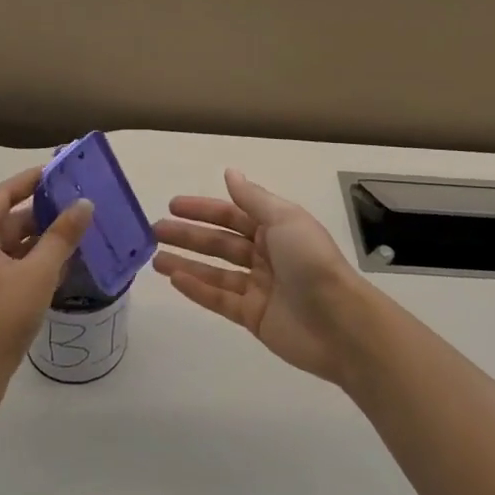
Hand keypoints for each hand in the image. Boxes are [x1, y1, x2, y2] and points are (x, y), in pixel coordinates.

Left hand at [0, 166, 92, 419]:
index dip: (31, 180)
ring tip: (81, 230)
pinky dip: (37, 261)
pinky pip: (14, 265)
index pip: (3, 193)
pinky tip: (66, 263)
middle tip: (80, 203)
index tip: (61, 171)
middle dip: (44, 212)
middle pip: (10, 219)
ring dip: (44, 238)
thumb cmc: (1, 316)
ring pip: (14, 244)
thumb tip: (84, 204)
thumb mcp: (38, 272)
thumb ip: (62, 235)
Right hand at [153, 170, 379, 386]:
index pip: (232, 214)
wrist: (339, 322)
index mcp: (277, 229)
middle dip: (189, 235)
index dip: (203, 209)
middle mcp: (266, 255)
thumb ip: (253, 199)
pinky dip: (197, 289)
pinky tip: (174, 279)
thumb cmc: (312, 261)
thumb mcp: (284, 219)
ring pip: (215, 271)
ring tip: (154, 259)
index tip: (173, 205)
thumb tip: (230, 172)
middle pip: (220, 242)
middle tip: (155, 231)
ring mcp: (259, 287)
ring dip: (186, 263)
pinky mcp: (253, 317)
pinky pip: (219, 299)